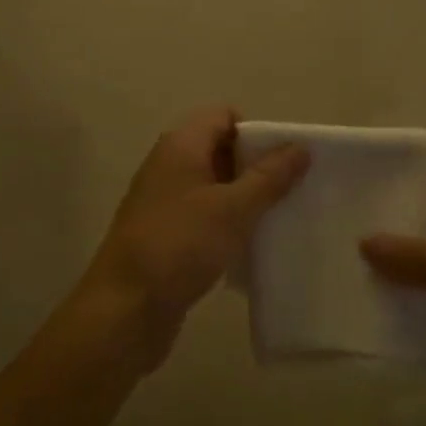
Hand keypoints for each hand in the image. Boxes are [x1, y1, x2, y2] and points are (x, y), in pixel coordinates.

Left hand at [80, 106, 308, 370]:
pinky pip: (203, 215)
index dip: (256, 132)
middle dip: (255, 166)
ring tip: (277, 219)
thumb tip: (300, 147)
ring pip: (213, 185)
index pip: (223, 116)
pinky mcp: (165, 233)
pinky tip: (249, 246)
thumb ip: (269, 177)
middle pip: (220, 149)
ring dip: (243, 198)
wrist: (124, 309)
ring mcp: (164, 200)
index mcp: (180, 145)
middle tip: (289, 191)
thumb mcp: (232, 209)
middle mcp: (169, 165)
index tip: (284, 161)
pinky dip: (226, 223)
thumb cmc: (180, 246)